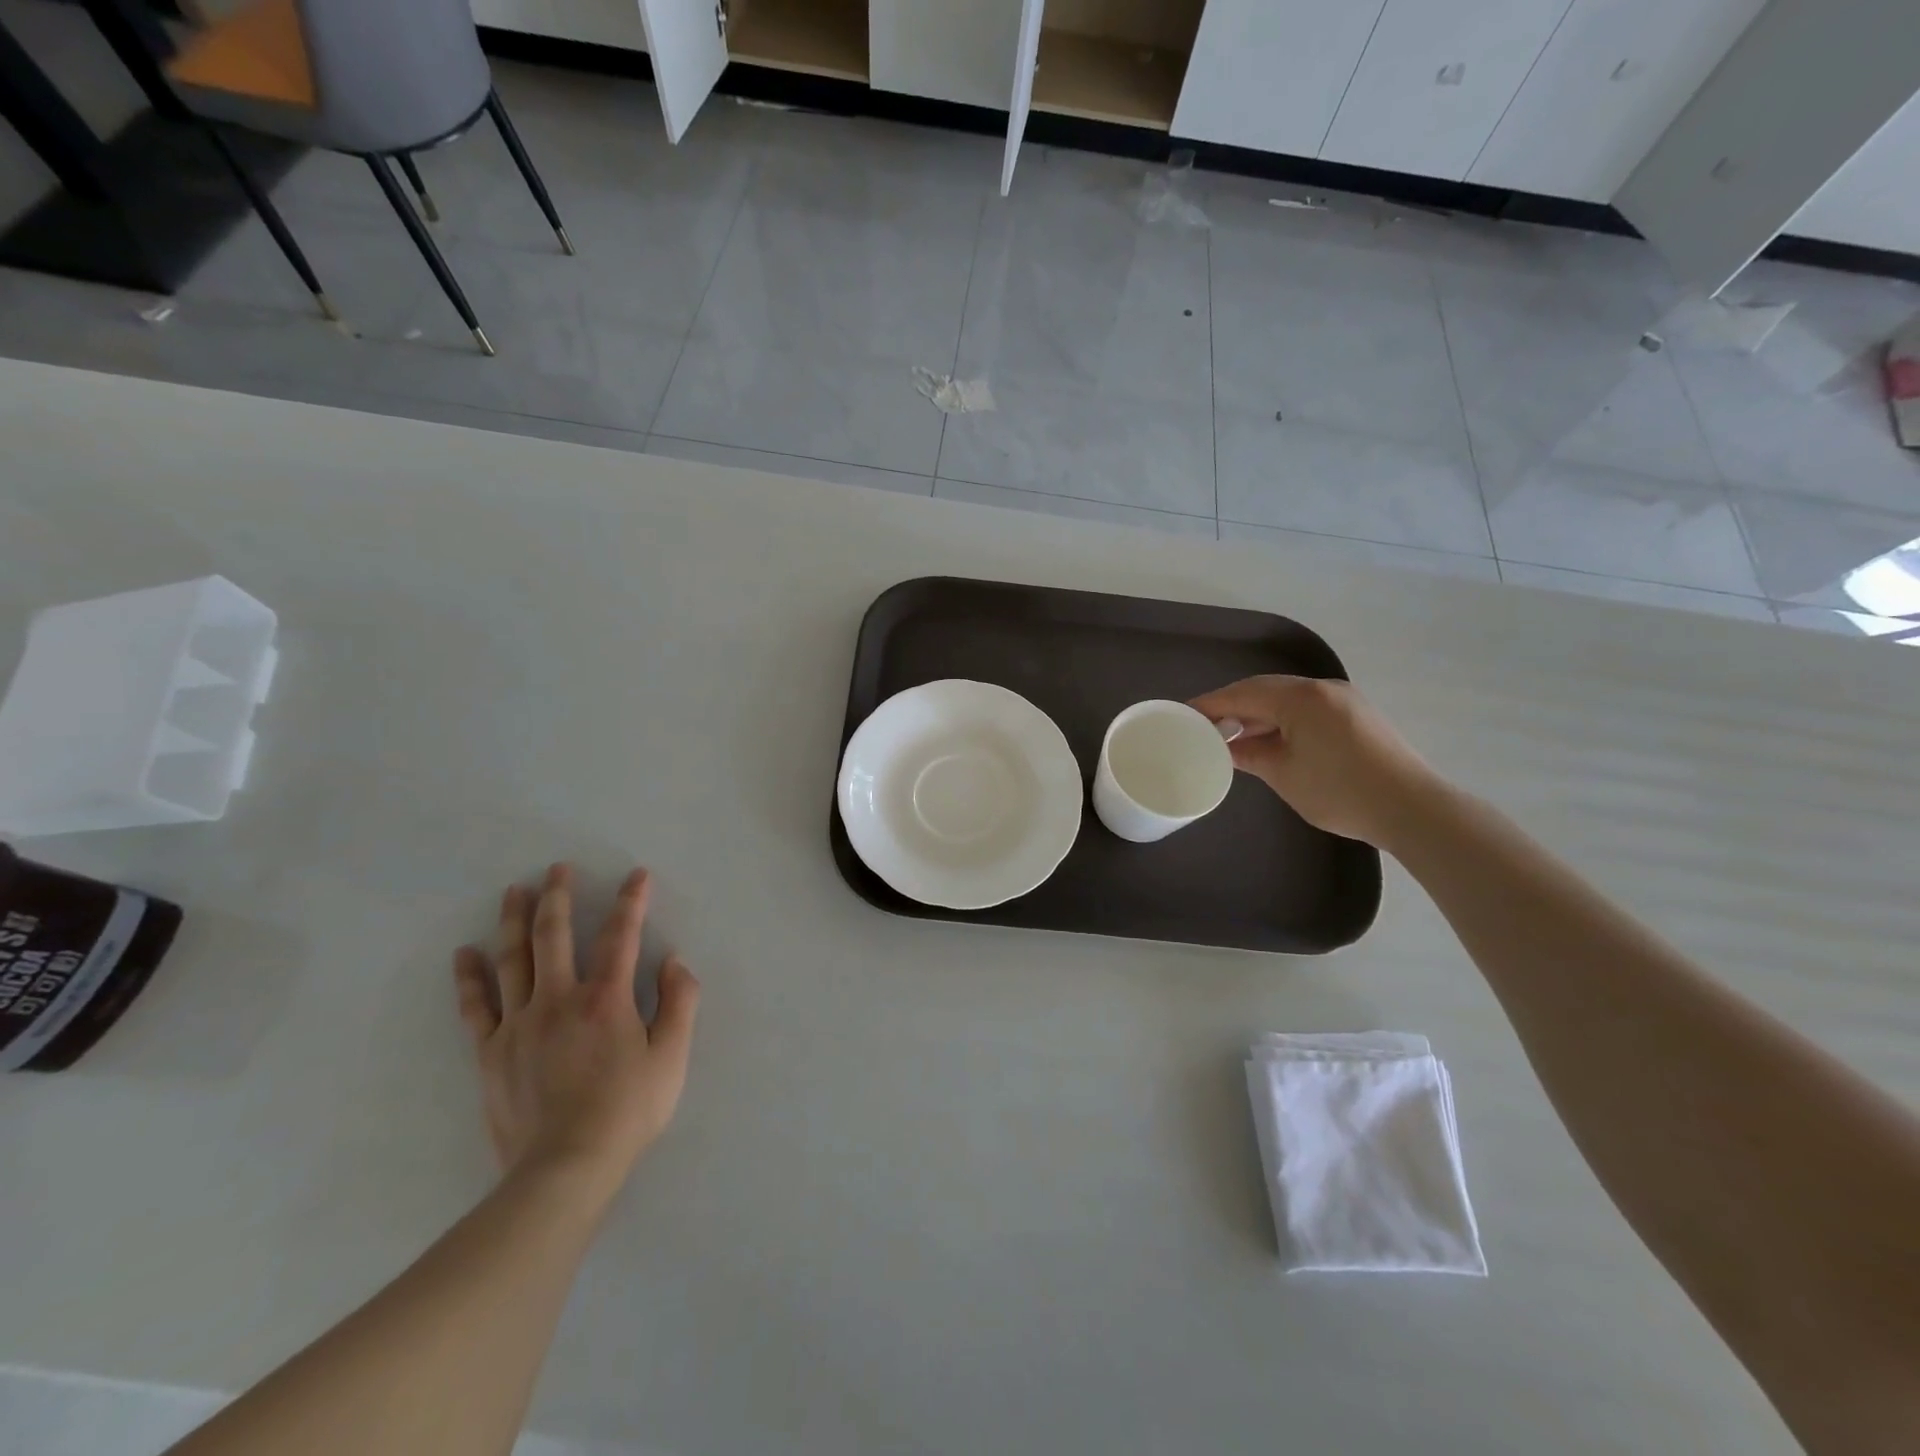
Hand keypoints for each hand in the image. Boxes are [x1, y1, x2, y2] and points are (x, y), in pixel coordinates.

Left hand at [453, 865, 699, 1192]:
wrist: (564, 1168)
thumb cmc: (627, 1110)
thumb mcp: (672, 1057)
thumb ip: (680, 1003)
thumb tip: (675, 962)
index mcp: (606, 998)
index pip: (621, 935)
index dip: (631, 902)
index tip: (637, 876)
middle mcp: (558, 999)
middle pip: (554, 935)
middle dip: (558, 896)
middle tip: (557, 869)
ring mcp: (519, 1024)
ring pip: (513, 959)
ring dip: (513, 920)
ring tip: (513, 891)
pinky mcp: (491, 1052)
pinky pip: (477, 1006)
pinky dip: (469, 977)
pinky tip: (465, 953)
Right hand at [1189, 675, 1443, 848]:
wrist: (1412, 808)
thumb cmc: (1339, 790)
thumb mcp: (1283, 774)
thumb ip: (1249, 755)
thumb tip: (1227, 748)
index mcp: (1300, 697)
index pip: (1242, 693)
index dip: (1210, 703)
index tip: (1183, 714)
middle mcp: (1322, 688)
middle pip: (1264, 690)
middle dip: (1232, 706)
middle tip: (1203, 726)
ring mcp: (1343, 700)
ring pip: (1287, 699)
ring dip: (1257, 714)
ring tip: (1231, 736)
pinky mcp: (1356, 716)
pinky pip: (1306, 709)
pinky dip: (1281, 721)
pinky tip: (1268, 741)